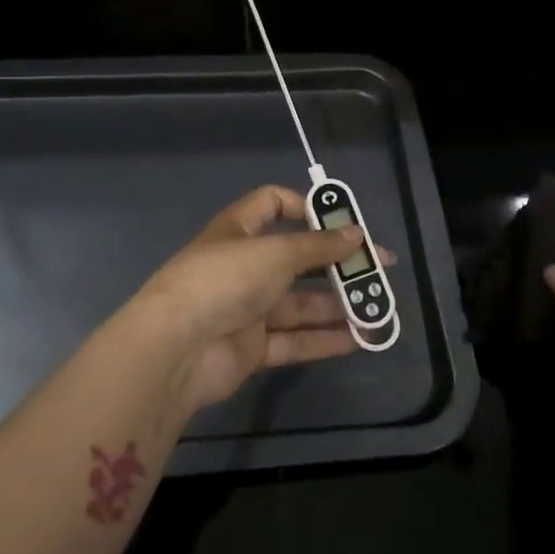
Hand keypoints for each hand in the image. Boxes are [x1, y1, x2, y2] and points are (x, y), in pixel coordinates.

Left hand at [128, 186, 386, 412]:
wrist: (176, 349)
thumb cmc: (224, 281)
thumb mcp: (275, 253)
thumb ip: (319, 246)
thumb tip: (357, 234)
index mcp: (238, 231)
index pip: (272, 204)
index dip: (306, 207)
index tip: (342, 221)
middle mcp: (243, 266)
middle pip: (296, 258)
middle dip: (336, 263)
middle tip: (378, 268)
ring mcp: (247, 309)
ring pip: (300, 304)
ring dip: (338, 305)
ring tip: (378, 307)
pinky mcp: (252, 348)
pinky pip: (295, 340)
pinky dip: (326, 339)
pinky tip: (361, 338)